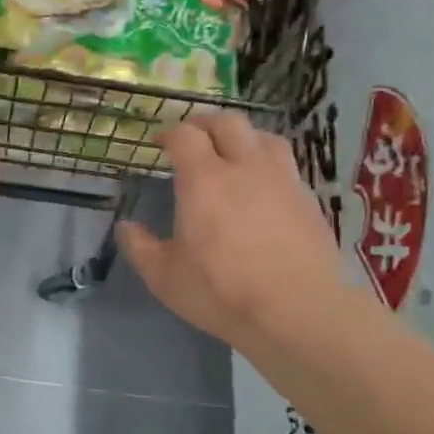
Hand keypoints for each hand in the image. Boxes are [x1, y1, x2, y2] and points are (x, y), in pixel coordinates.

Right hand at [118, 111, 346, 345]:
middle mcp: (244, 168)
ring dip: (242, 137)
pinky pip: (286, 163)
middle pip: (228, 123)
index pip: (185, 135)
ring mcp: (282, 180)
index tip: (159, 143)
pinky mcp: (308, 199)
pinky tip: (262, 184)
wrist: (296, 311)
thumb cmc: (220, 291)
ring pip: (264, 136)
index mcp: (203, 180)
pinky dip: (267, 162)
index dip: (169, 133)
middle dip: (206, 124)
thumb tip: (126, 226)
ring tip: (232, 152)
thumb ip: (140, 247)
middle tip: (193, 138)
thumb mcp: (164, 276)